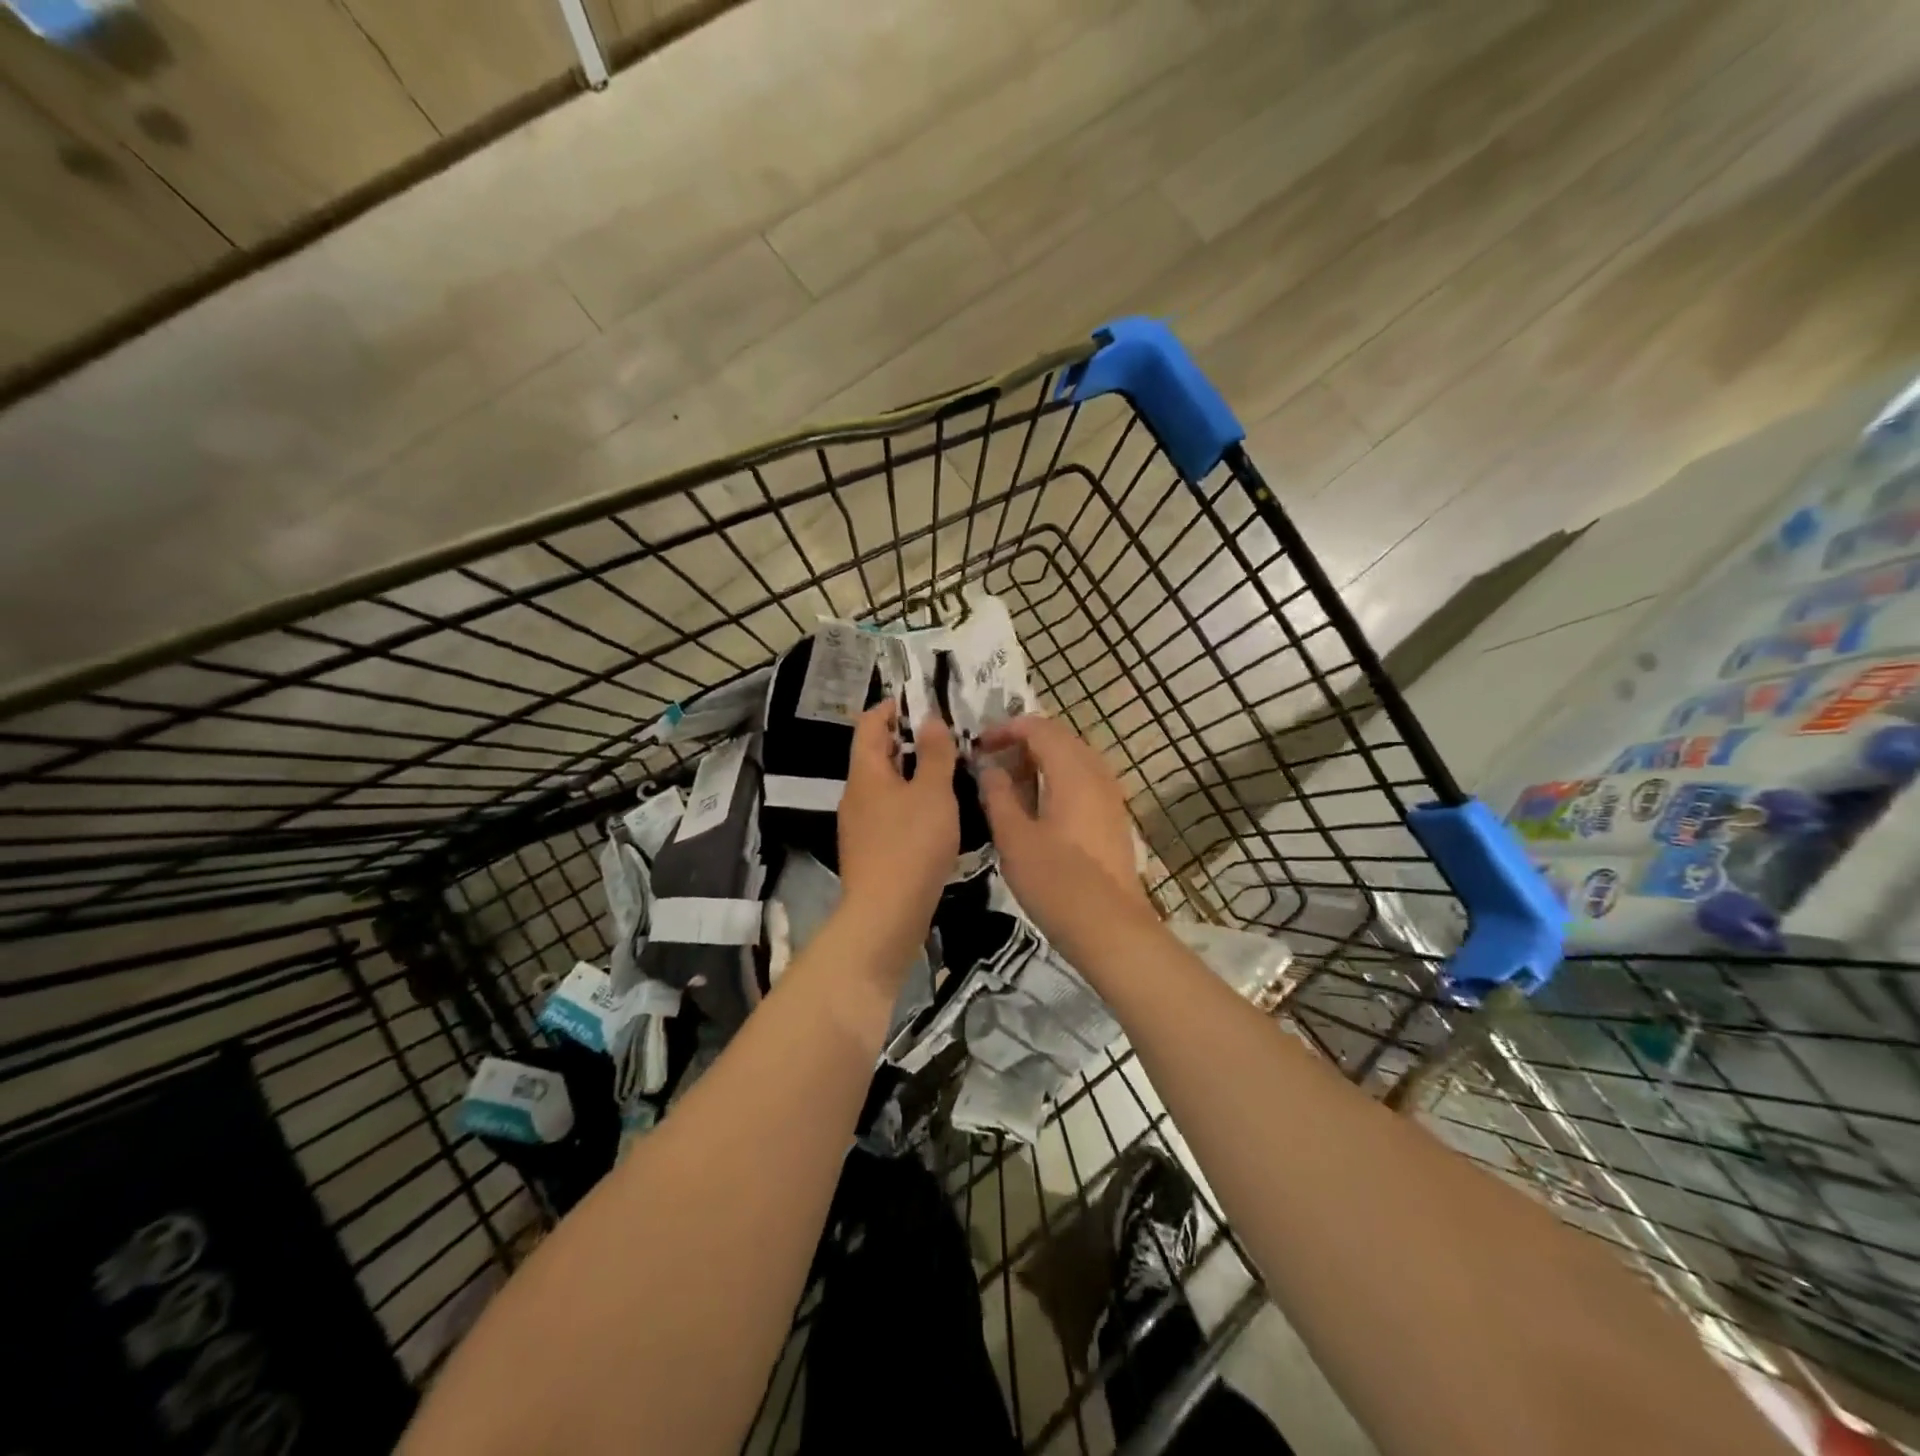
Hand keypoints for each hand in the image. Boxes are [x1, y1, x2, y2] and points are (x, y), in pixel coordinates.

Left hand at [837, 702, 958, 967]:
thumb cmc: (911, 844)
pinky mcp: (870, 850)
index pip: (870, 723)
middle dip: (908, 740)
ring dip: (912, 774)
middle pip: (877, 753)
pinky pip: (889, 812)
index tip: (924, 703)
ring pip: (885, 785)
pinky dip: (910, 802)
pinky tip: (936, 815)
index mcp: (865, 772)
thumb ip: (934, 753)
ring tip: (949, 773)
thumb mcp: (933, 792)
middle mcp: (855, 793)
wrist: (886, 914)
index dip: (893, 706)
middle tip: (947, 738)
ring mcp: (859, 824)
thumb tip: (930, 719)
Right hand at [976, 715, 1154, 950]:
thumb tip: (988, 768)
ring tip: (1011, 786)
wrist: (1110, 928)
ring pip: (1074, 760)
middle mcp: (1097, 775)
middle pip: (1060, 738)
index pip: (1039, 728)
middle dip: (1023, 743)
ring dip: (1042, 762)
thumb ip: (998, 796)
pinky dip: (1058, 781)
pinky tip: (1039, 809)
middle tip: (992, 764)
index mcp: (1072, 771)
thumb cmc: (1056, 881)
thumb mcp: (1014, 837)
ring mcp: (1111, 798)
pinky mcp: (1114, 820)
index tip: (979, 747)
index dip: (1006, 729)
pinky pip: (1084, 782)